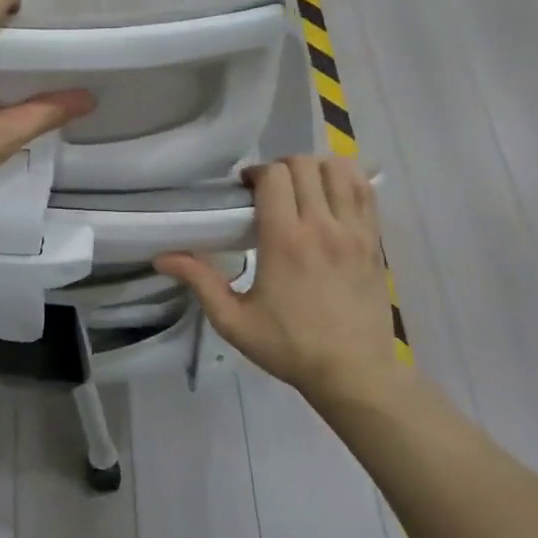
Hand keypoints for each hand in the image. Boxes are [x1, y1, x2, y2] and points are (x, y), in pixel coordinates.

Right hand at [158, 155, 410, 405]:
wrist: (354, 373)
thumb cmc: (290, 347)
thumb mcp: (234, 321)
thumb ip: (200, 282)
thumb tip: (162, 257)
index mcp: (285, 241)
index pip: (274, 176)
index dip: (256, 173)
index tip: (245, 191)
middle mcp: (322, 226)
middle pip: (304, 165)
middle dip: (281, 168)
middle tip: (270, 191)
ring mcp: (355, 231)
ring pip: (338, 169)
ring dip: (316, 170)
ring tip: (302, 191)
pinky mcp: (375, 240)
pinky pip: (364, 190)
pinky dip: (346, 181)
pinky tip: (331, 198)